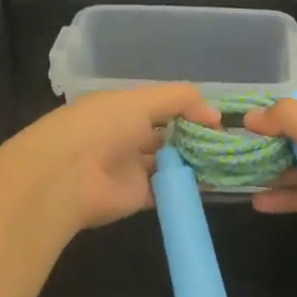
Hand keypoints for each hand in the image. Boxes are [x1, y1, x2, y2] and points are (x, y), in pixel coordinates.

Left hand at [13, 84, 224, 234]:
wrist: (66, 176)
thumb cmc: (102, 127)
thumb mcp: (141, 100)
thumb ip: (180, 99)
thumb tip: (215, 113)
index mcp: (123, 109)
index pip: (163, 106)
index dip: (191, 110)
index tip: (218, 119)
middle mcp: (127, 136)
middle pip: (169, 135)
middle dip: (197, 137)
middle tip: (229, 142)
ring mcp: (132, 168)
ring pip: (171, 163)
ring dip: (195, 162)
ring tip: (227, 161)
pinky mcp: (137, 197)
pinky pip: (168, 191)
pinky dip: (187, 187)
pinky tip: (212, 182)